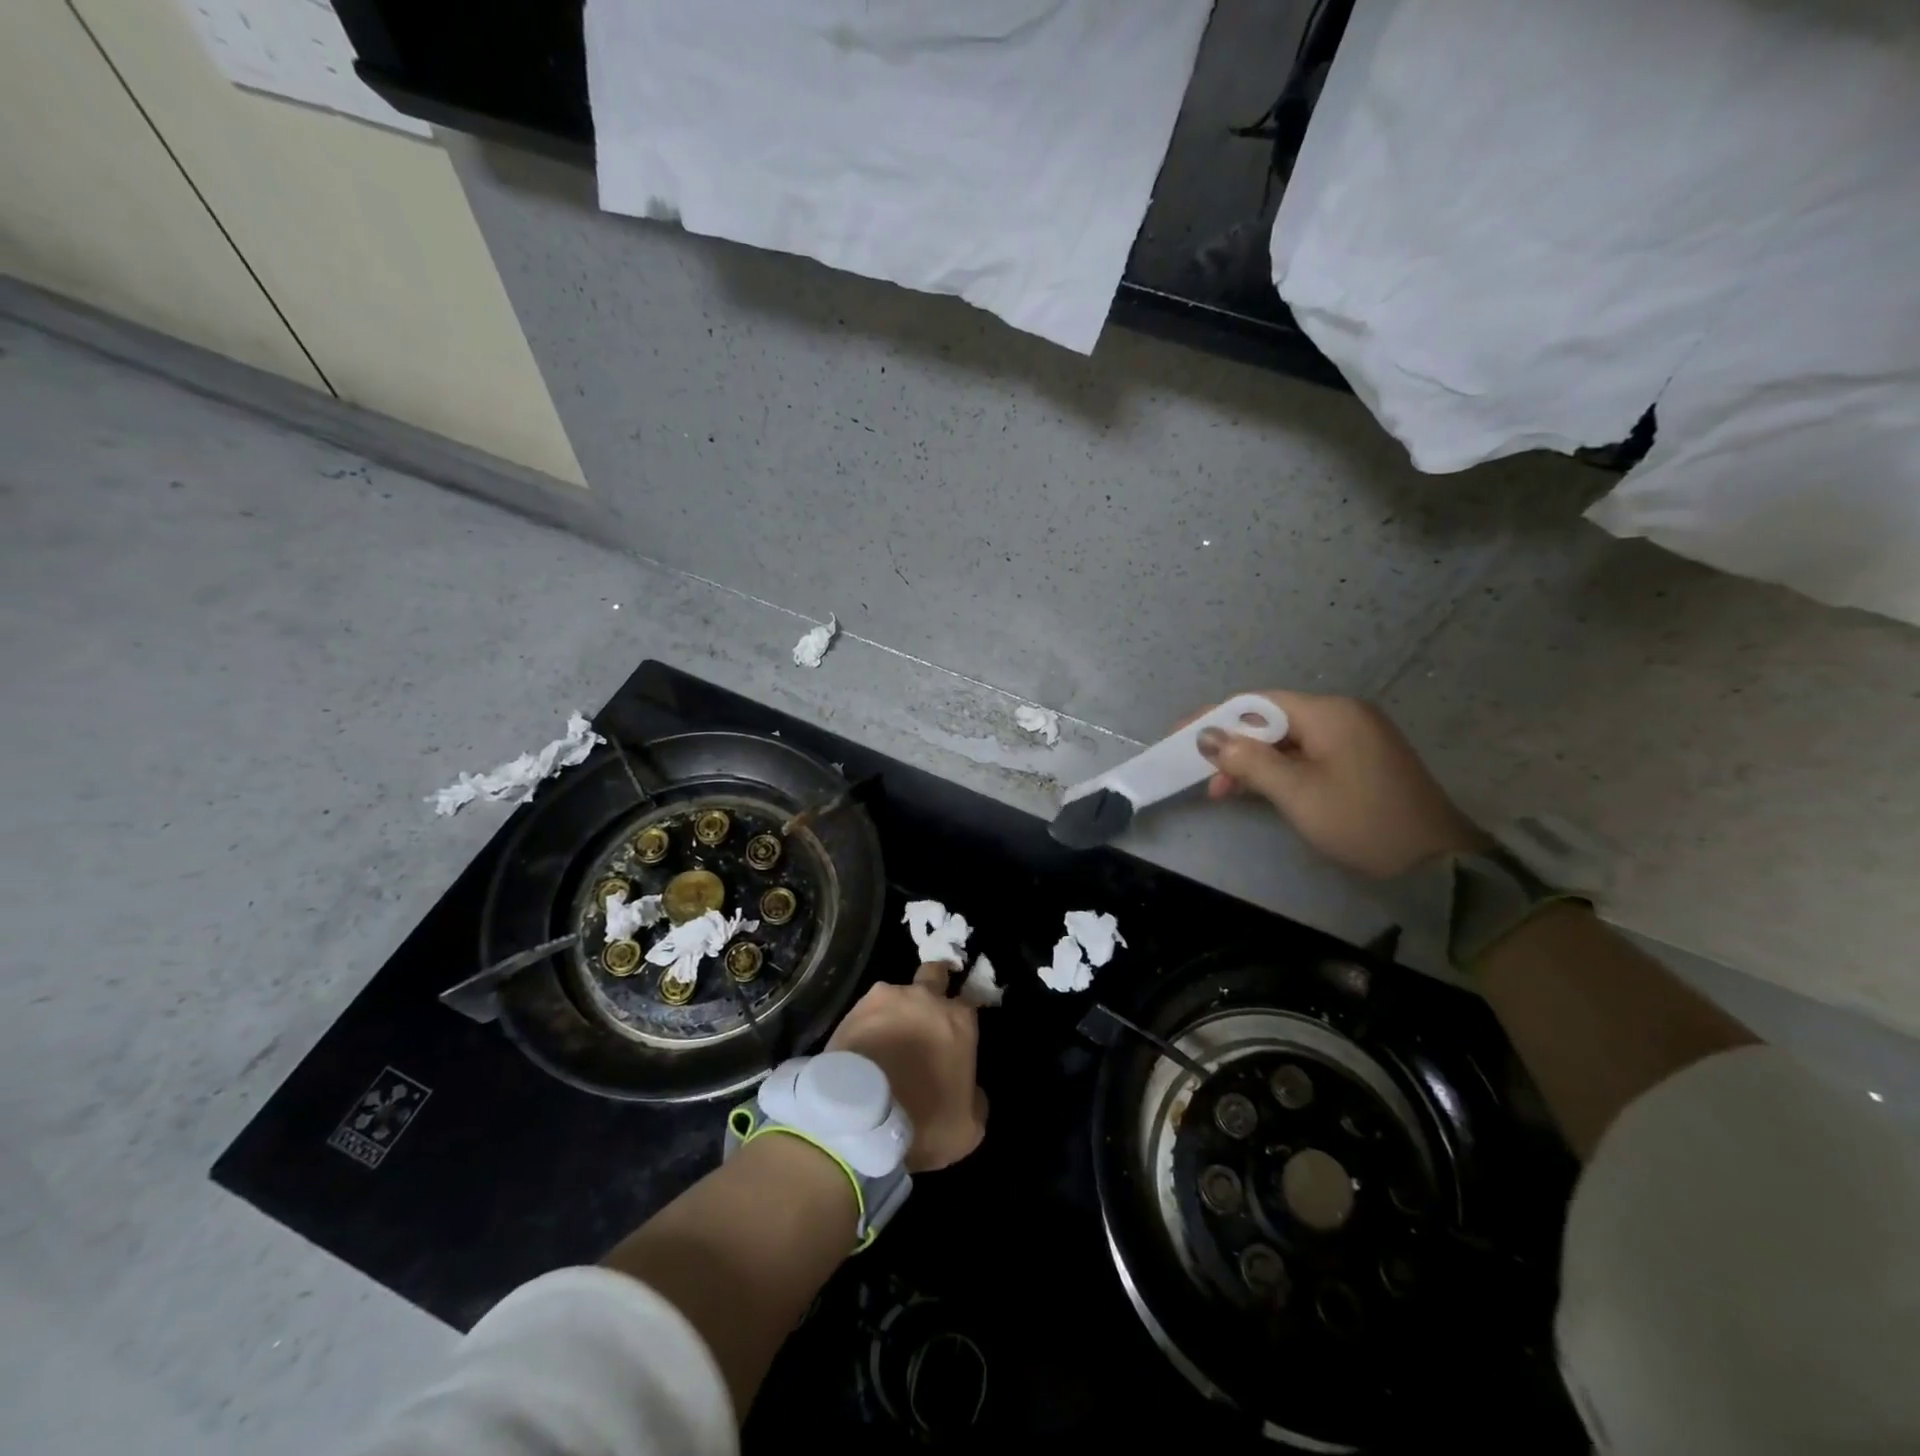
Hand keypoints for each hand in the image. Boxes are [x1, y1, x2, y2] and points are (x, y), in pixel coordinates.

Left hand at [827, 963, 987, 1172]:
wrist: (860, 1120)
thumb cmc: (923, 1122)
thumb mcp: (968, 1127)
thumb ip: (975, 1097)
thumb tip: (969, 1087)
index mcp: (958, 1020)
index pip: (970, 1001)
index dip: (964, 1015)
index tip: (958, 1032)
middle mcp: (925, 998)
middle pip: (934, 973)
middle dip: (935, 983)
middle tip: (927, 1012)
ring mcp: (886, 999)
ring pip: (896, 994)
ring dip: (896, 1010)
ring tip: (887, 1040)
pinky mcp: (853, 1010)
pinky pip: (867, 1012)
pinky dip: (869, 1025)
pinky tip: (865, 1047)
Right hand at [1193, 690, 1486, 878]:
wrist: (1435, 864)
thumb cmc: (1359, 821)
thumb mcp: (1295, 792)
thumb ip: (1248, 760)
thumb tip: (1207, 736)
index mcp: (1330, 712)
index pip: (1257, 702)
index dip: (1215, 717)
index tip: (1180, 738)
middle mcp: (1343, 715)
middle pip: (1271, 720)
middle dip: (1234, 746)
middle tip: (1204, 777)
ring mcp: (1355, 737)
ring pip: (1288, 740)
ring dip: (1254, 762)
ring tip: (1224, 792)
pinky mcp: (1361, 761)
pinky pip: (1307, 754)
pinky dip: (1279, 770)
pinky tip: (1259, 791)